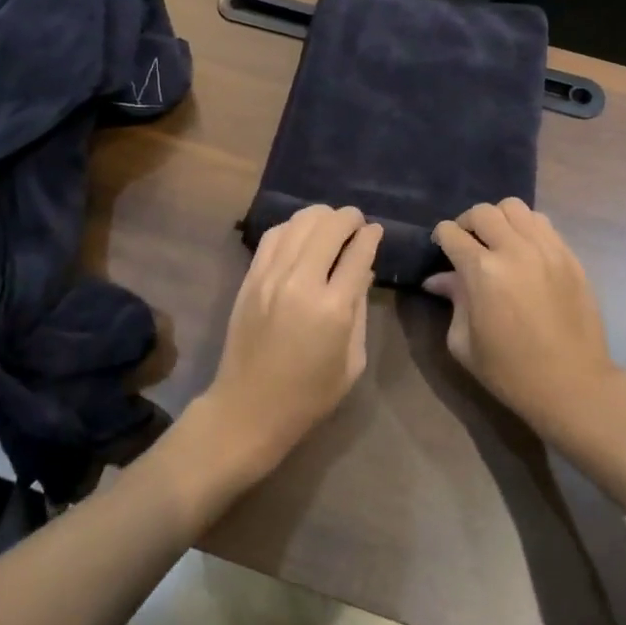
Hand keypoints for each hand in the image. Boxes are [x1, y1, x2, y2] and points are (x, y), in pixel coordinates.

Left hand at [204, 205, 382, 479]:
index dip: (371, 236)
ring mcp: (270, 276)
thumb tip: (363, 270)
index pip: (357, 253)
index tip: (376, 230)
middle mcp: (301, 282)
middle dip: (349, 218)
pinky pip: (273, 236)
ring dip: (321, 216)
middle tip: (357, 223)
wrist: (249, 407)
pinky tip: (302, 233)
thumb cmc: (310, 394)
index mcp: (332, 309)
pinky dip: (292, 226)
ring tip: (332, 224)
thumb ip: (359, 309)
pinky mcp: (250, 278)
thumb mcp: (352, 360)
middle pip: (329, 226)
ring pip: (299, 223)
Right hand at [426, 200, 623, 438]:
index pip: (451, 233)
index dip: (441, 238)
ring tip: (498, 241)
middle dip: (467, 223)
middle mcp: (515, 250)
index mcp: (483, 272)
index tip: (442, 249)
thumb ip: (453, 300)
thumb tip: (437, 279)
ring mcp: (547, 249)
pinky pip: (543, 223)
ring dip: (499, 219)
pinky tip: (525, 251)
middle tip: (467, 243)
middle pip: (483, 212)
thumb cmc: (510, 371)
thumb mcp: (464, 342)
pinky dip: (527, 228)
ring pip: (516, 208)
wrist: (572, 384)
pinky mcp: (570, 256)